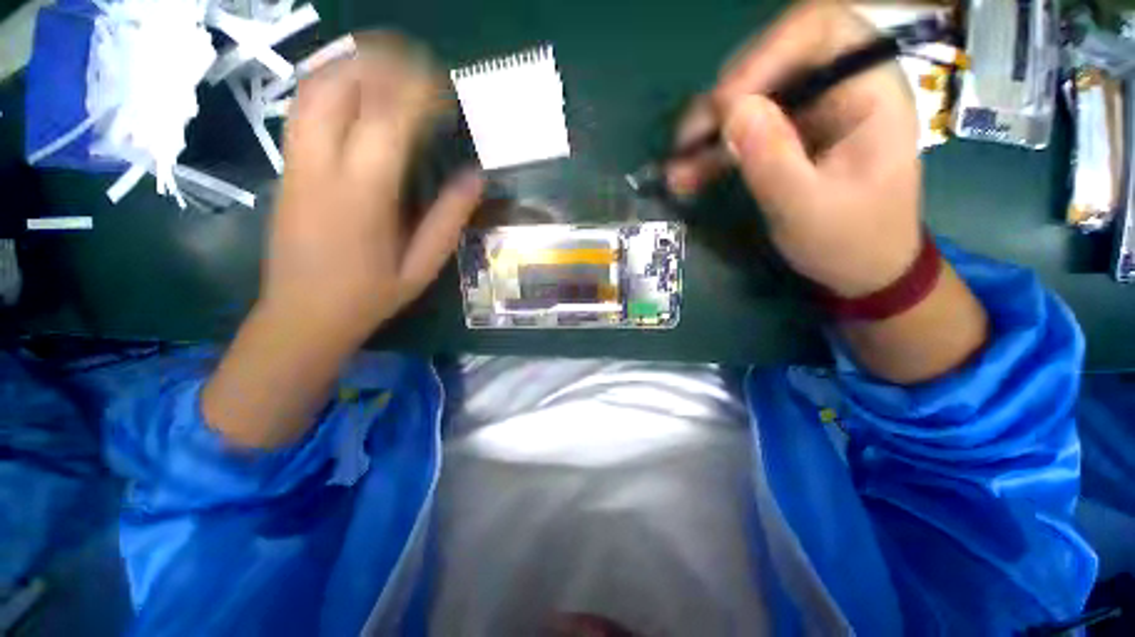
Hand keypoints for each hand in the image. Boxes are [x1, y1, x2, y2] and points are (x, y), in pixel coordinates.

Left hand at [264, 33, 482, 343]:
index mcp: (363, 196)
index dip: (419, 94)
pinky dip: (333, 84)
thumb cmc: (369, 296)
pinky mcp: (286, 167)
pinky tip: (357, 89)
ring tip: (391, 65)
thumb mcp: (421, 266)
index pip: (389, 120)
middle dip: (382, 63)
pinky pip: (304, 108)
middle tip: (420, 65)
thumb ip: (449, 220)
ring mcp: (296, 163)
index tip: (446, 91)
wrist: (302, 315)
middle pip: (341, 87)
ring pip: (315, 89)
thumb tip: (475, 178)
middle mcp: (322, 167)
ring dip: (354, 65)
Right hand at [668, 0, 920, 297]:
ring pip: (749, 97)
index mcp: (868, 91)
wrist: (859, 268)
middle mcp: (837, 88)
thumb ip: (773, 159)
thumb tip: (732, 110)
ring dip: (707, 130)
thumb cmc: (849, 240)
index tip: (725, 104)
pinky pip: (741, 131)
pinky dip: (710, 152)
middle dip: (724, 98)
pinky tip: (685, 175)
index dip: (766, 53)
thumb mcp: (809, 208)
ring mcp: (807, 113)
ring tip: (676, 165)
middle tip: (689, 140)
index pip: (821, 30)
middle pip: (773, 59)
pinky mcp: (784, 137)